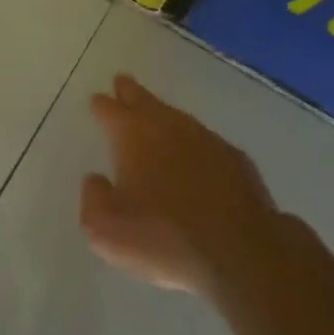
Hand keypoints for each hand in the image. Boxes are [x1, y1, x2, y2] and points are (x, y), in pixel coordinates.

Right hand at [83, 74, 279, 295]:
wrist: (239, 252)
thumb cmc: (163, 238)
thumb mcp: (106, 230)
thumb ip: (94, 200)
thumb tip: (96, 180)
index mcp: (134, 137)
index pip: (112, 111)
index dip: (102, 105)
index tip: (97, 99)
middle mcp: (170, 128)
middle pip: (146, 102)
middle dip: (132, 92)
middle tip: (123, 82)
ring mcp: (207, 141)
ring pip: (177, 118)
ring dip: (163, 114)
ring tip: (155, 115)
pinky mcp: (236, 160)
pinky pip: (205, 141)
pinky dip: (193, 142)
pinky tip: (194, 153)